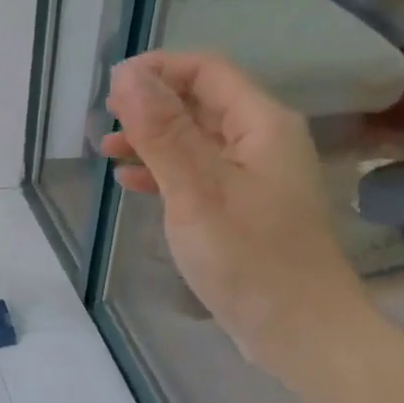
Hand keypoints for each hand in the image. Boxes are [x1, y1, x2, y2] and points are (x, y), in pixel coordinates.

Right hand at [101, 51, 367, 373]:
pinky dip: (164, 173)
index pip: (206, 71)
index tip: (110, 87)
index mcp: (261, 124)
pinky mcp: (243, 210)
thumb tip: (127, 75)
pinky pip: (199, 175)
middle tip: (103, 122)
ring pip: (196, 140)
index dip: (157, 69)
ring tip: (107, 151)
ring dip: (152, 140)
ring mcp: (254, 178)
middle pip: (200, 103)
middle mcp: (262, 142)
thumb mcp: (196, 190)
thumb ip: (162, 131)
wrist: (300, 332)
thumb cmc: (249, 258)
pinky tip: (132, 184)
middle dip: (150, 106)